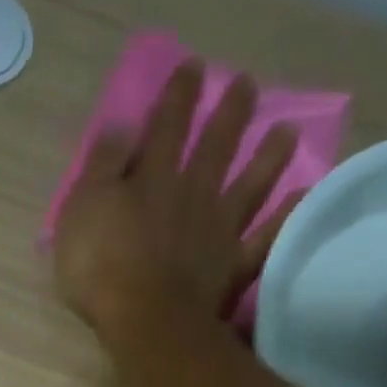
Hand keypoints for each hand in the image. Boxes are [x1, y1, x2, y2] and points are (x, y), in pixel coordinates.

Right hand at [53, 61, 297, 341]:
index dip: (178, 96)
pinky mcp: (233, 267)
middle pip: (214, 147)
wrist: (145, 320)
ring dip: (267, 158)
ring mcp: (218, 231)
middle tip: (248, 84)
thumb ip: (101, 167)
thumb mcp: (81, 210)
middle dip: (229, 114)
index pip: (164, 128)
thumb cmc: (101, 267)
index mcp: (151, 180)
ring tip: (287, 130)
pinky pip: (265, 239)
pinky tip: (304, 198)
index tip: (194, 66)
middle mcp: (191, 195)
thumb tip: (121, 124)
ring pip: (248, 186)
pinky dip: (285, 219)